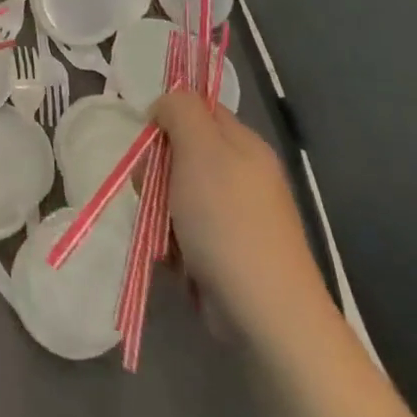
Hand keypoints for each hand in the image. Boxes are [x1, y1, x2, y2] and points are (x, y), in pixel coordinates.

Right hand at [154, 94, 325, 342]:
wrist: (266, 312)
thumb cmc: (227, 221)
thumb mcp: (200, 149)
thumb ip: (181, 111)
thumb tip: (166, 104)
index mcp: (244, 145)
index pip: (198, 110)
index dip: (168, 119)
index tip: (151, 143)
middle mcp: (244, 175)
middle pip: (183, 153)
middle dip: (157, 171)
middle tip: (150, 190)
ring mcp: (237, 216)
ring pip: (178, 194)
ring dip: (160, 210)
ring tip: (164, 233)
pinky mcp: (227, 252)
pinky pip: (186, 230)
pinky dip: (173, 241)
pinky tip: (173, 257)